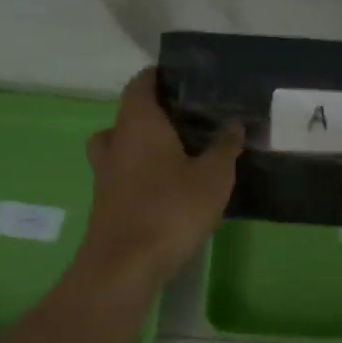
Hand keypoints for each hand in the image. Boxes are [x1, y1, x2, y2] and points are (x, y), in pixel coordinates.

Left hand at [81, 68, 242, 286]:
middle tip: (188, 118)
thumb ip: (225, 147)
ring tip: (178, 152)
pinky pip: (123, 172)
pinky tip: (170, 185)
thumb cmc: (171, 209)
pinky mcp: (106, 201)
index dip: (158, 76)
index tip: (184, 77)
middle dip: (155, 113)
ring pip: (121, 145)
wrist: (125, 266)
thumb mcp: (213, 176)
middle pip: (128, 115)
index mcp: (139, 124)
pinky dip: (142, 171)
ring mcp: (106, 174)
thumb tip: (235, 125)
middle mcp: (116, 141)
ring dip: (144, 144)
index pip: (141, 84)